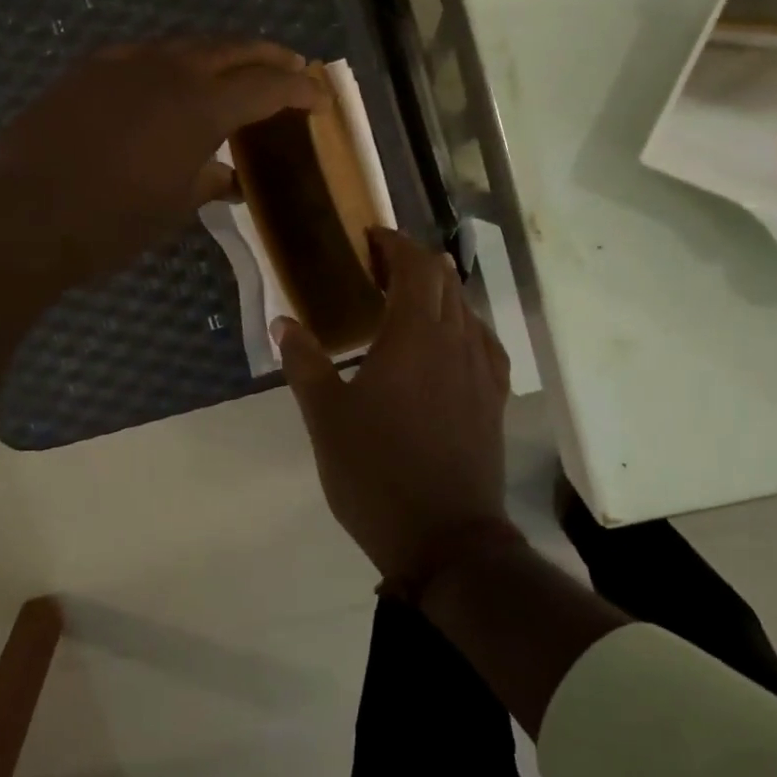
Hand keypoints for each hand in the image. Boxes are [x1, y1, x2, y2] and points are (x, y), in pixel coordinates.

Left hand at [0, 39, 325, 284]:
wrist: (18, 218)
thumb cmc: (109, 225)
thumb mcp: (172, 210)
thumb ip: (207, 182)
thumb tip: (227, 177)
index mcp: (199, 106)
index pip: (265, 85)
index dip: (298, 89)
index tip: (318, 98)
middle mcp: (165, 69)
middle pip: (230, 48)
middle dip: (266, 57)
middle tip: (289, 69)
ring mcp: (120, 64)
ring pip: (183, 46)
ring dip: (217, 56)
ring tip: (233, 74)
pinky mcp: (85, 72)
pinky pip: (142, 57)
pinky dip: (169, 66)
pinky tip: (166, 85)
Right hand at [278, 229, 511, 580]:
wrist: (445, 538)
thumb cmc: (376, 473)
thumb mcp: (325, 419)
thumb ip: (304, 363)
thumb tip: (283, 322)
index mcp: (413, 336)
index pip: (414, 266)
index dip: (394, 243)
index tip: (370, 238)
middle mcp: (455, 341)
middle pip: (445, 280)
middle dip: (414, 262)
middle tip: (378, 268)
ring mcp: (481, 370)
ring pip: (466, 308)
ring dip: (439, 292)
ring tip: (407, 303)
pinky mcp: (494, 399)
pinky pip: (483, 342)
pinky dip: (462, 325)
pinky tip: (448, 343)